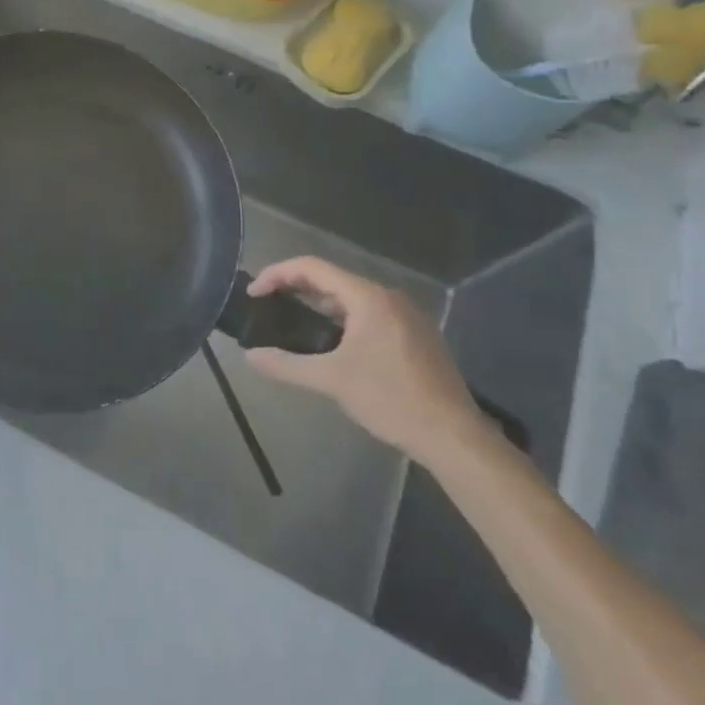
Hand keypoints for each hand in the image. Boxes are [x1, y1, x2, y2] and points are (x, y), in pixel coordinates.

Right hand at [242, 256, 491, 467]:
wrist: (454, 436)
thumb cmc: (391, 399)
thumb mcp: (332, 381)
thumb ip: (287, 365)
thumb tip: (250, 357)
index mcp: (368, 297)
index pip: (312, 267)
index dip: (277, 274)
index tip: (254, 294)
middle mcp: (388, 297)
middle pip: (332, 279)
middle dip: (295, 289)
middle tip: (268, 307)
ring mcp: (406, 316)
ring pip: (351, 298)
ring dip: (319, 305)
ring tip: (293, 324)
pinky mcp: (416, 335)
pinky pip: (369, 315)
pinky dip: (342, 320)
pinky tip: (332, 345)